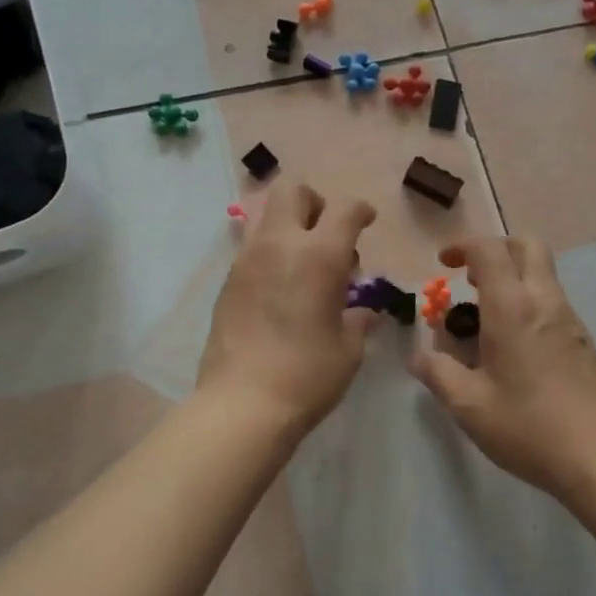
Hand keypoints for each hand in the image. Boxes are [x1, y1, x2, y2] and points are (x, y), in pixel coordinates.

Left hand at [197, 182, 376, 437]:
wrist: (243, 404)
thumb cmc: (308, 375)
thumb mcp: (348, 348)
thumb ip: (358, 319)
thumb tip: (364, 310)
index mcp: (319, 256)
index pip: (345, 210)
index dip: (361, 210)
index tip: (367, 220)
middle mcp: (280, 245)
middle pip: (293, 191)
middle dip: (315, 203)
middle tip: (328, 236)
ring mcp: (247, 260)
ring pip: (265, 214)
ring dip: (288, 225)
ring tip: (303, 262)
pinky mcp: (228, 281)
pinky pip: (251, 247)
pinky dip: (270, 253)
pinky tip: (280, 288)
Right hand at [408, 236, 595, 500]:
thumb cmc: (527, 427)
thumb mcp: (468, 405)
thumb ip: (437, 373)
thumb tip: (419, 356)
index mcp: (512, 308)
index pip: (489, 250)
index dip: (463, 246)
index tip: (444, 263)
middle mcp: (545, 301)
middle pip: (527, 245)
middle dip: (496, 249)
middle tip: (471, 279)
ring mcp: (570, 319)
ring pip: (543, 273)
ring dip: (513, 277)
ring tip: (486, 319)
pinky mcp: (584, 340)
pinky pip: (553, 301)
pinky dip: (529, 302)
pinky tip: (515, 346)